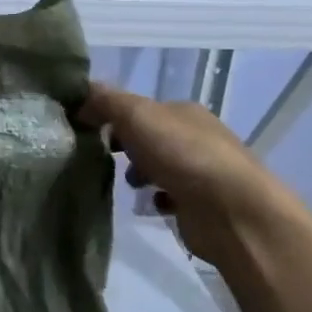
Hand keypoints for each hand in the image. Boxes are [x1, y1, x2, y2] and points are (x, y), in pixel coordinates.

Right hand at [79, 84, 303, 265]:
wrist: (232, 212)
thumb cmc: (183, 155)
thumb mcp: (136, 115)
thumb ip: (106, 102)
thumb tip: (79, 99)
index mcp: (184, 112)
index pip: (141, 107)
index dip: (112, 114)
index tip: (85, 129)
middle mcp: (196, 137)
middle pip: (150, 136)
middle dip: (125, 145)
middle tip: (101, 157)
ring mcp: (201, 171)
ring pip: (160, 166)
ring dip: (140, 173)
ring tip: (127, 183)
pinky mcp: (201, 204)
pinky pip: (170, 197)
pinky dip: (156, 199)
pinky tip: (149, 205)